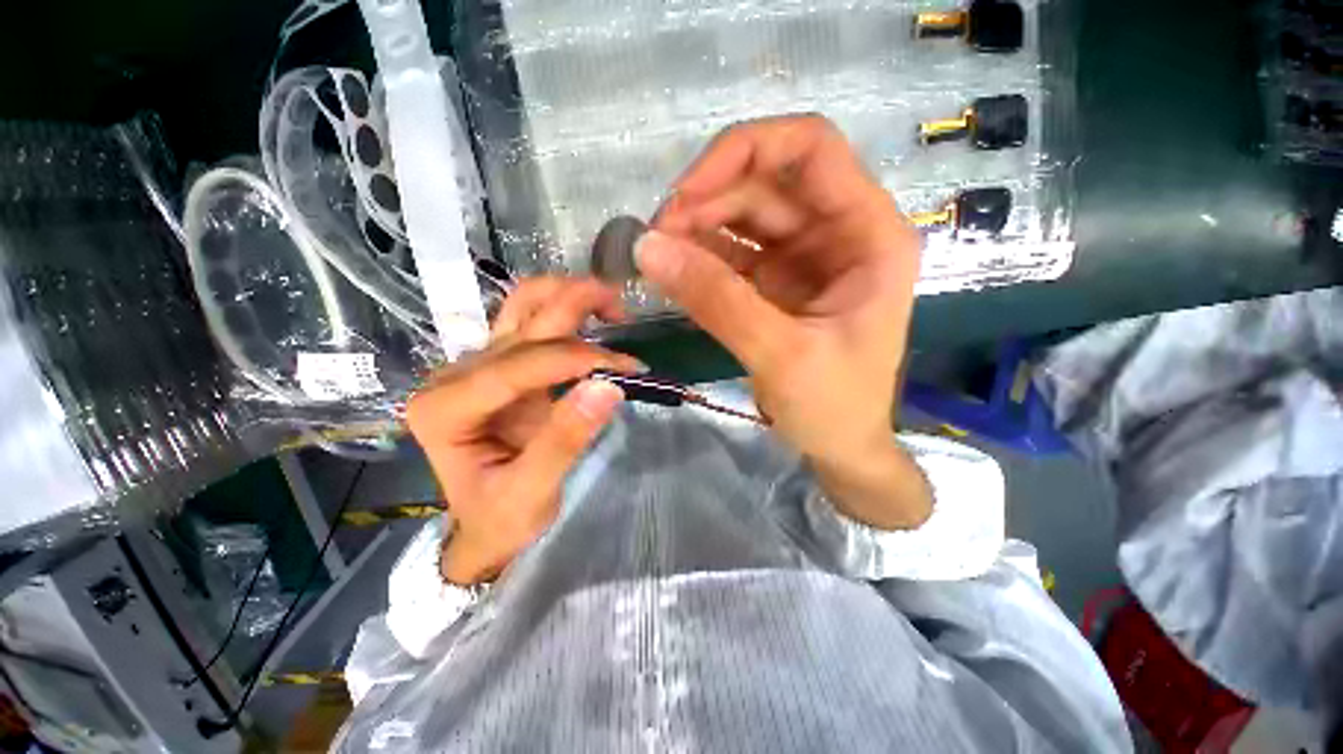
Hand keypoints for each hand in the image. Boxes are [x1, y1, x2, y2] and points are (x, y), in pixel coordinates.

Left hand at [405, 278, 642, 584]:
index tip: (625, 368)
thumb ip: (564, 440)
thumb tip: (607, 386)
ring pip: (524, 304)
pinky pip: (534, 321)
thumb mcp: (531, 493)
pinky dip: (569, 312)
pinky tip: (596, 321)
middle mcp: (456, 373)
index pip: (518, 364)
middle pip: (520, 317)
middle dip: (576, 304)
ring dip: (570, 295)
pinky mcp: (503, 365)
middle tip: (624, 311)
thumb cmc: (500, 518)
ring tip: (612, 307)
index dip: (575, 358)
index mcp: (447, 407)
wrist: (483, 524)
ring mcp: (479, 364)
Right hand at [641, 115, 930, 528]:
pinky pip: (733, 253)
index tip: (686, 194)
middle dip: (706, 200)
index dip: (744, 152)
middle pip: (765, 183)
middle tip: (655, 238)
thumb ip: (717, 300)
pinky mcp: (776, 283)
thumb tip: (647, 248)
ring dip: (696, 229)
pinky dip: (700, 257)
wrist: (842, 448)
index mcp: (869, 234)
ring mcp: (804, 257)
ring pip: (743, 216)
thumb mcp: (780, 355)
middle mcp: (838, 232)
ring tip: (656, 256)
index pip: (810, 148)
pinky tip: (672, 271)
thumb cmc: (834, 407)